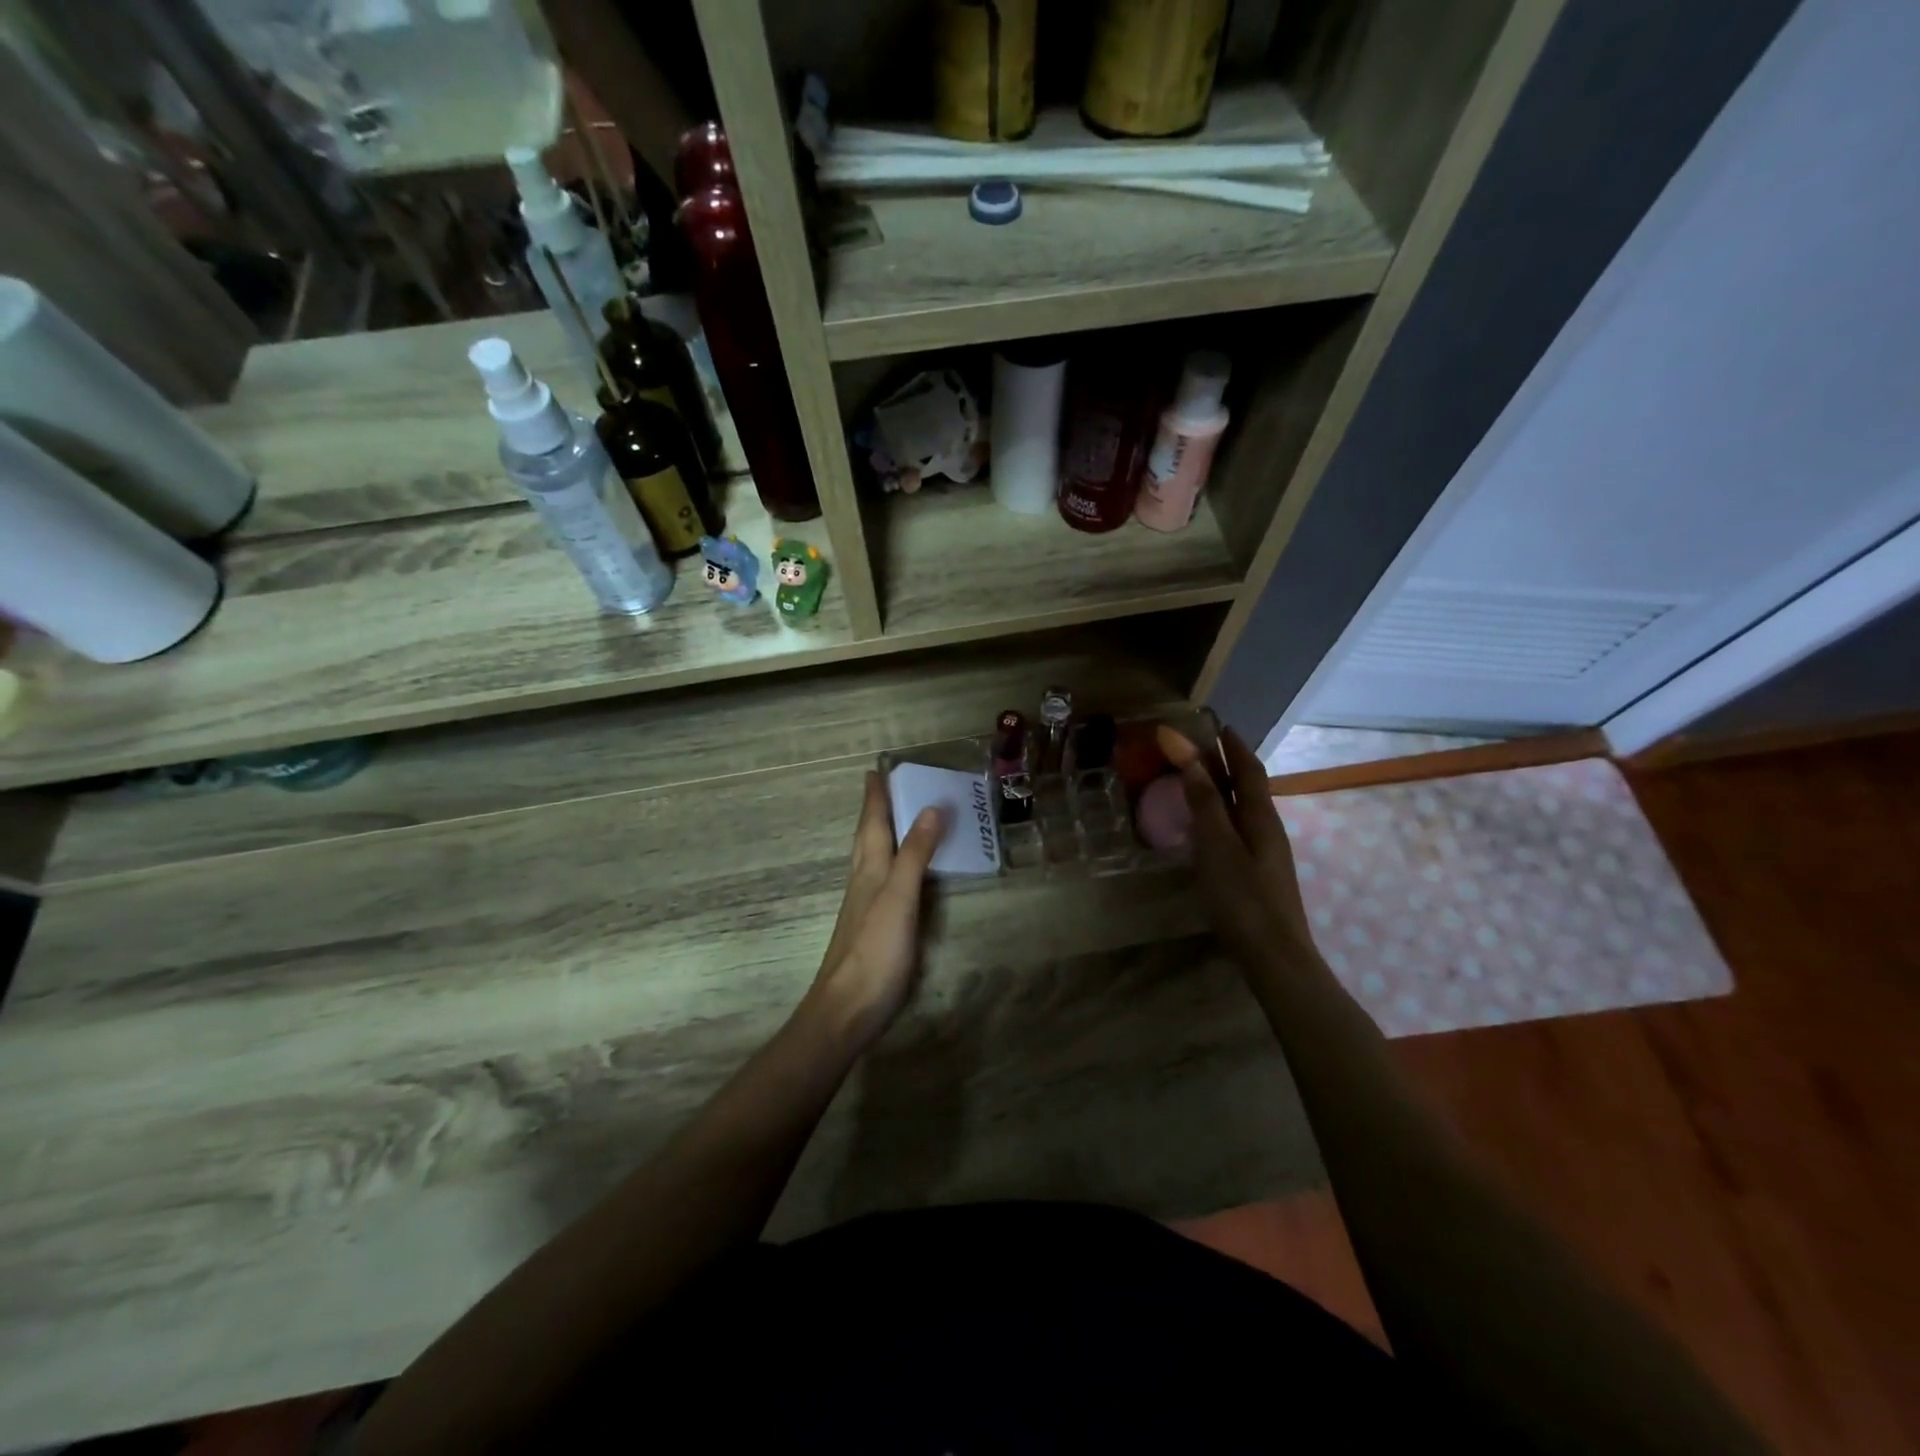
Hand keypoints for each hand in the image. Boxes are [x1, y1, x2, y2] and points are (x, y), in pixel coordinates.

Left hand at [802, 771, 946, 1053]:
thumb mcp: (899, 898)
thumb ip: (915, 855)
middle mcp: (863, 881)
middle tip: (884, 786)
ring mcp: (864, 906)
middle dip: (875, 810)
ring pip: (871, 858)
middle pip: (867, 837)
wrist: (846, 1010)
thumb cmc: (874, 952)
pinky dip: (891, 863)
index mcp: (869, 869)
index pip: (871, 823)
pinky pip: (882, 880)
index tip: (875, 769)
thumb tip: (931, 808)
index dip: (874, 797)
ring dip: (881, 834)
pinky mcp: (872, 928)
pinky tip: (897, 874)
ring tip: (894, 819)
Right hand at [1159, 725, 1315, 971]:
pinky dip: (1221, 813)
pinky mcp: (1258, 873)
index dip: (1232, 745)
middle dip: (1227, 763)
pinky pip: (1238, 828)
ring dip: (1223, 788)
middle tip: (1200, 747)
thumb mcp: (1217, 847)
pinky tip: (1207, 827)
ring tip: (1198, 780)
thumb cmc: (1243, 899)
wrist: (1276, 957)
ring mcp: (1266, 853)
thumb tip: (1191, 757)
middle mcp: (1268, 829)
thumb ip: (1204, 803)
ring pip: (1243, 808)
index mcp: (1260, 817)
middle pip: (1248, 786)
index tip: (1216, 724)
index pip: (1248, 769)